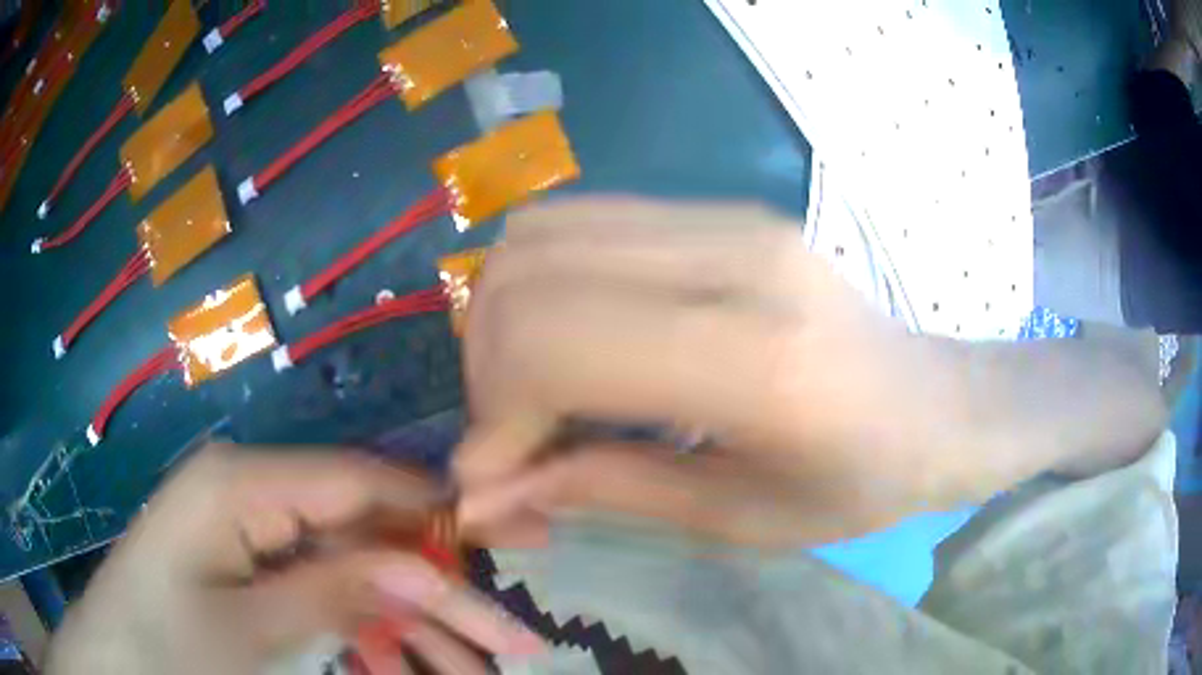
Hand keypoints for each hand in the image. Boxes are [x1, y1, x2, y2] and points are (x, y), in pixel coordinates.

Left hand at [47, 444, 543, 674]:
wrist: (116, 661)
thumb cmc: (165, 647)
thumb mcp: (250, 631)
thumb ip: (337, 593)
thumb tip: (424, 568)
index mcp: (242, 484)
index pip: (360, 482)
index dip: (438, 507)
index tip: (514, 532)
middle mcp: (254, 493)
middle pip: (367, 535)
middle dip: (441, 588)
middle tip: (515, 632)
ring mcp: (254, 531)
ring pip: (355, 573)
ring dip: (414, 626)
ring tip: (477, 671)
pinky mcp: (255, 567)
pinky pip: (328, 594)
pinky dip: (373, 634)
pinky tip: (405, 665)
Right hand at [454, 197, 974, 548]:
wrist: (934, 403)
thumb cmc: (862, 482)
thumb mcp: (740, 520)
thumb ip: (607, 491)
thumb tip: (487, 490)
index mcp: (756, 360)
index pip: (556, 343)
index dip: (495, 413)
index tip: (490, 476)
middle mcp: (733, 260)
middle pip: (528, 273)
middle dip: (488, 363)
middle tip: (512, 432)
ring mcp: (725, 217)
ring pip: (540, 233)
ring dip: (505, 317)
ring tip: (534, 388)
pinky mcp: (721, 209)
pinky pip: (582, 222)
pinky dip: (543, 284)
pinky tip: (574, 340)